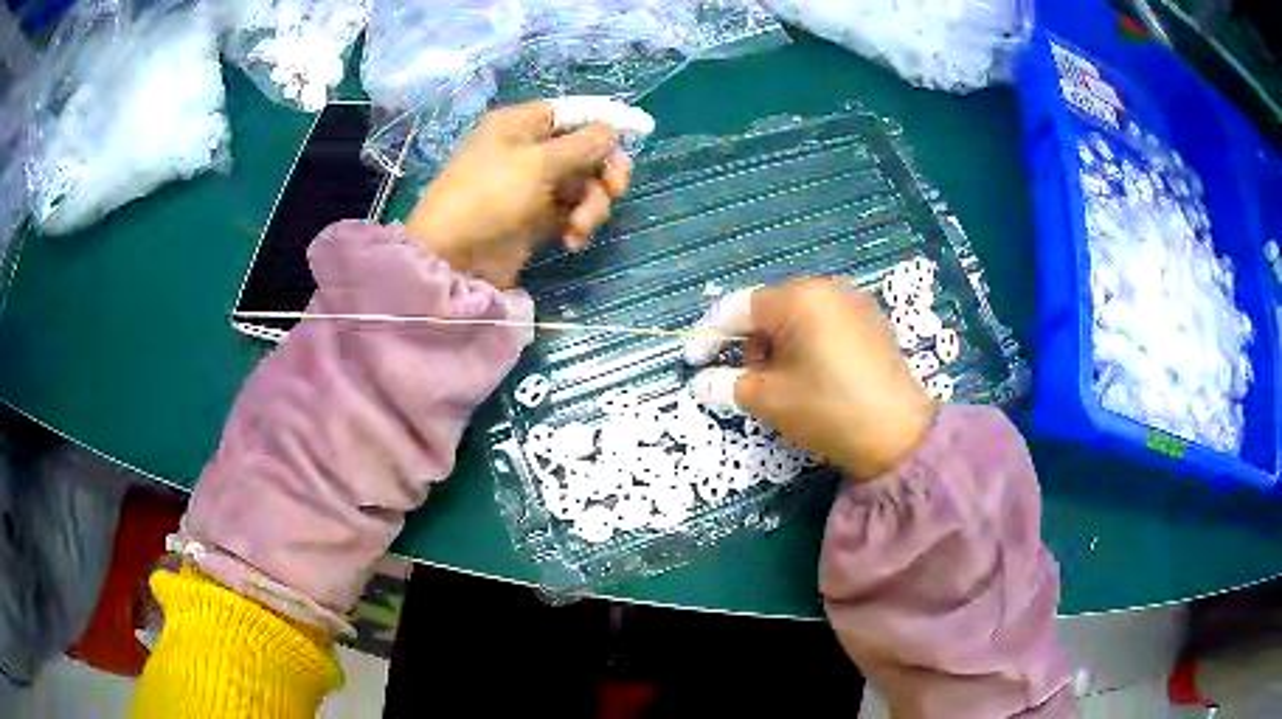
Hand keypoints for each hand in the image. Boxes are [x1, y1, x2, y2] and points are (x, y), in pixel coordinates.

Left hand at [406, 102, 632, 287]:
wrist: (452, 259)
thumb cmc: (489, 197)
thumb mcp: (536, 164)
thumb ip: (581, 145)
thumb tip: (611, 129)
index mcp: (521, 125)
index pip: (572, 112)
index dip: (604, 121)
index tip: (639, 131)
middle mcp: (528, 149)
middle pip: (584, 149)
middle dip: (603, 170)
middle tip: (616, 190)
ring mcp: (532, 185)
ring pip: (583, 184)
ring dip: (591, 205)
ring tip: (578, 228)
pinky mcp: (536, 218)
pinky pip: (571, 211)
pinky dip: (576, 224)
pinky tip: (571, 241)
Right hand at [687, 278, 936, 479]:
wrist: (898, 435)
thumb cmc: (828, 409)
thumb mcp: (770, 399)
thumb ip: (727, 384)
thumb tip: (700, 383)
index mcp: (799, 298)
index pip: (738, 306)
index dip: (709, 335)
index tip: (692, 363)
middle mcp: (827, 288)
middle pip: (768, 310)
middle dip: (748, 345)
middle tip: (745, 382)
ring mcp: (854, 303)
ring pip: (797, 318)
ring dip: (776, 347)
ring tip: (781, 385)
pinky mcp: (871, 323)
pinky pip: (824, 325)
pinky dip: (805, 347)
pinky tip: (811, 378)